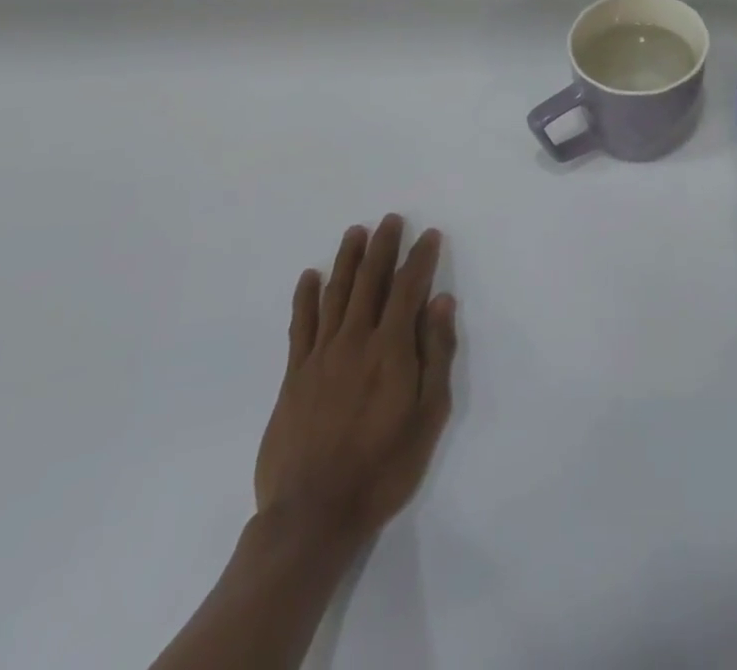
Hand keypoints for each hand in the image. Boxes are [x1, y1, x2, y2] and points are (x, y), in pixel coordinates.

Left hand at [253, 216, 457, 552]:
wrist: (313, 516)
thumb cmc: (383, 468)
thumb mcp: (428, 416)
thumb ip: (435, 355)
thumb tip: (441, 301)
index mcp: (390, 349)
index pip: (408, 289)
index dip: (420, 258)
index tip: (430, 235)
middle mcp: (355, 340)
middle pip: (370, 281)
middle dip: (382, 247)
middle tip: (390, 220)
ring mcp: (320, 356)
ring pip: (335, 294)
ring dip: (347, 260)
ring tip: (355, 232)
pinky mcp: (294, 375)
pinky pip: (301, 325)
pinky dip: (306, 297)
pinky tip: (310, 276)